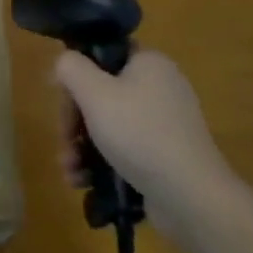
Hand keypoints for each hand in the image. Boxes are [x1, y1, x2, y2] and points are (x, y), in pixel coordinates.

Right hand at [53, 47, 234, 240]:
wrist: (190, 195)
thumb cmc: (139, 134)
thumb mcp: (94, 93)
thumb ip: (71, 68)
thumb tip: (65, 63)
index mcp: (149, 63)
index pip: (102, 57)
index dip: (76, 78)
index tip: (63, 104)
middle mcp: (160, 88)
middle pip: (102, 95)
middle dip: (75, 123)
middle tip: (65, 144)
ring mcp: (165, 124)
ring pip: (110, 126)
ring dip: (82, 147)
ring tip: (70, 171)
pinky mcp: (166, 155)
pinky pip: (125, 150)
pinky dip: (102, 163)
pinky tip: (84, 182)